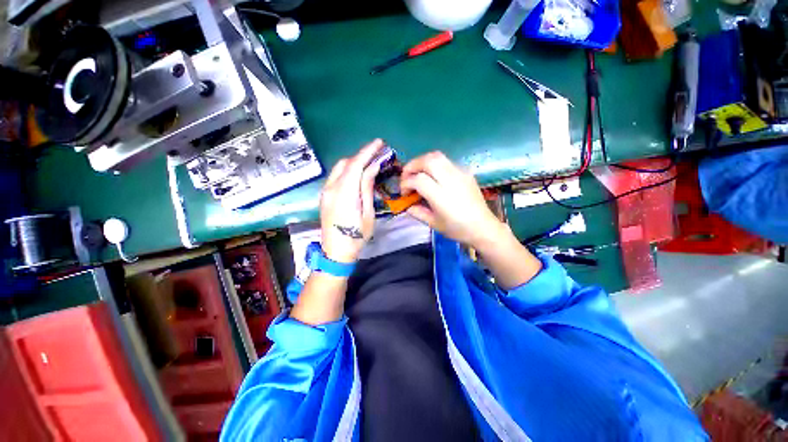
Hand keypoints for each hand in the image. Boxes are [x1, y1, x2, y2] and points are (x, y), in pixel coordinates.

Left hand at [319, 139, 382, 262]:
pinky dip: (348, 171)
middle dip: (361, 155)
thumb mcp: (367, 213)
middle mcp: (331, 188)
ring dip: (354, 163)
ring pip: (339, 169)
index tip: (380, 143)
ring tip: (369, 164)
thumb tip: (372, 168)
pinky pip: (336, 177)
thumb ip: (367, 188)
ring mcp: (325, 192)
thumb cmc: (356, 236)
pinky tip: (357, 175)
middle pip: (345, 163)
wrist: (336, 252)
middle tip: (377, 155)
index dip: (368, 151)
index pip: (355, 164)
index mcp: (344, 193)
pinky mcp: (324, 196)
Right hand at [400, 151, 505, 247]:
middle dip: (412, 166)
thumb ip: (417, 211)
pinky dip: (434, 165)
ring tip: (417, 173)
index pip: (418, 179)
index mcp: (442, 197)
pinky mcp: (466, 171)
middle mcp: (451, 181)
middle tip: (407, 177)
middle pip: (427, 160)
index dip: (406, 183)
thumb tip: (406, 204)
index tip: (404, 193)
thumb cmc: (457, 229)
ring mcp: (460, 173)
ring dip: (422, 162)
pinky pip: (446, 161)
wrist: (483, 227)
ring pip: (437, 156)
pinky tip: (433, 177)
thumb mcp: (433, 224)